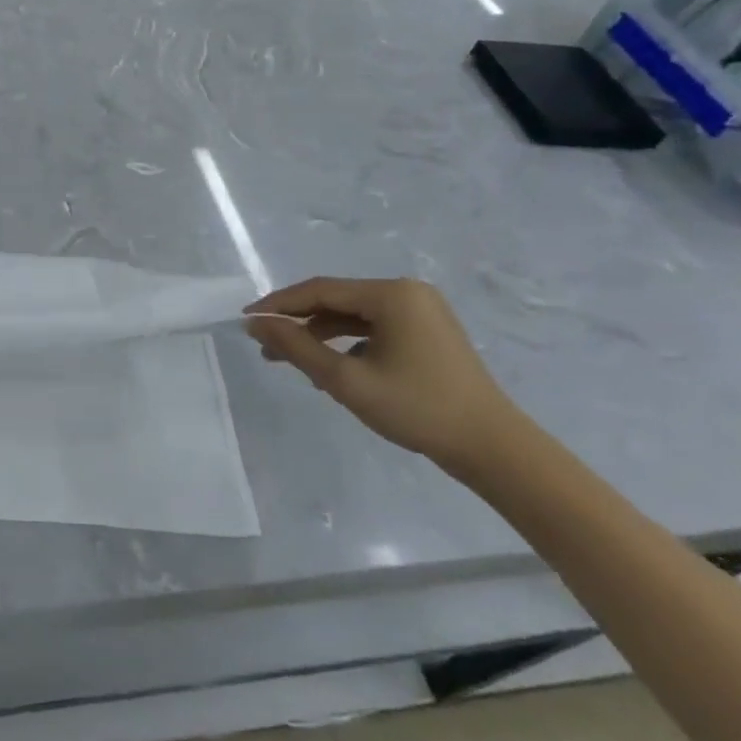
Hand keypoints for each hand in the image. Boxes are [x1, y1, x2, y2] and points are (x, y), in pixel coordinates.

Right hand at [244, 277, 518, 472]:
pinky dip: (349, 344)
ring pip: (355, 316)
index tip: (247, 320)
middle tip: (265, 345)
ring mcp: (422, 311)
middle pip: (337, 301)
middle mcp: (407, 292)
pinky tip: (332, 369)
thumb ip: (296, 347)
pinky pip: (375, 329)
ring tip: (292, 361)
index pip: (319, 291)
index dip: (279, 304)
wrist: (494, 449)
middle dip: (299, 323)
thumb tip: (255, 323)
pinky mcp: (428, 332)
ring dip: (321, 336)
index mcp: (391, 294)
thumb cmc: (417, 409)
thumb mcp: (346, 380)